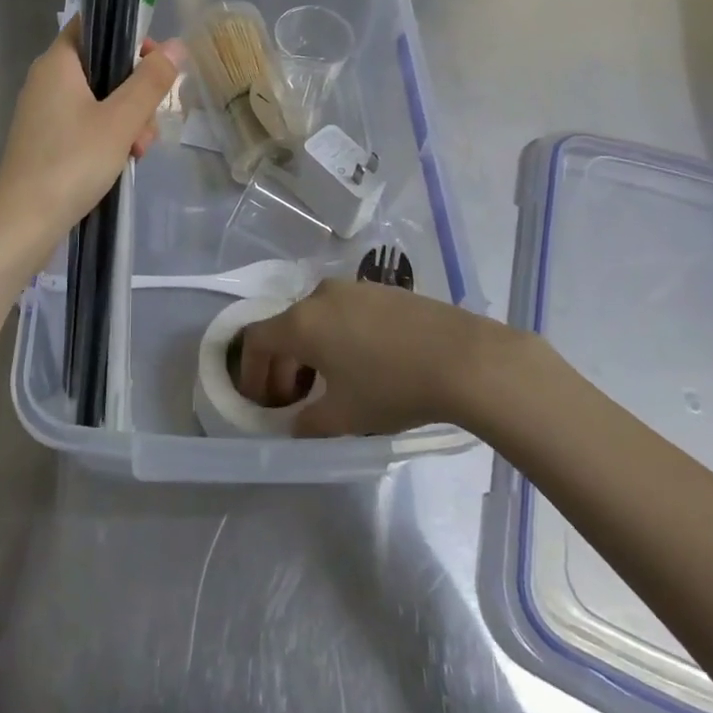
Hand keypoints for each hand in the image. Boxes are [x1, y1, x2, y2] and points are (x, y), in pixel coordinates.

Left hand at [0, 18, 184, 253]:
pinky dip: (109, 136)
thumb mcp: (121, 120)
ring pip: (100, 99)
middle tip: (149, 122)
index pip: (92, 25)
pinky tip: (123, 162)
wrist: (24, 223)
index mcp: (58, 63)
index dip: (127, 35)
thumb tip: (177, 46)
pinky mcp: (47, 140)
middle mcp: (47, 80)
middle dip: (135, 92)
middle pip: (103, 67)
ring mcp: (45, 112)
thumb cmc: (72, 162)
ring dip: (127, 120)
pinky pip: (86, 123)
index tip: (154, 61)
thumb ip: (150, 81)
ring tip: (137, 151)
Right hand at [235, 279, 506, 436]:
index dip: (251, 372)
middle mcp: (319, 296)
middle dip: (282, 367)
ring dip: (310, 352)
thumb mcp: (345, 417)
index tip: (261, 403)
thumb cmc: (392, 387)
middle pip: (285, 328)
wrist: (461, 357)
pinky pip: (342, 312)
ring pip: (315, 319)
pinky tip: (361, 365)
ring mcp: (352, 288)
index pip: (255, 340)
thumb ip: (309, 423)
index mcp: (301, 322)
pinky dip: (336, 337)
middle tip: (293, 403)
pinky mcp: (380, 290)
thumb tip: (296, 424)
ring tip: (328, 386)